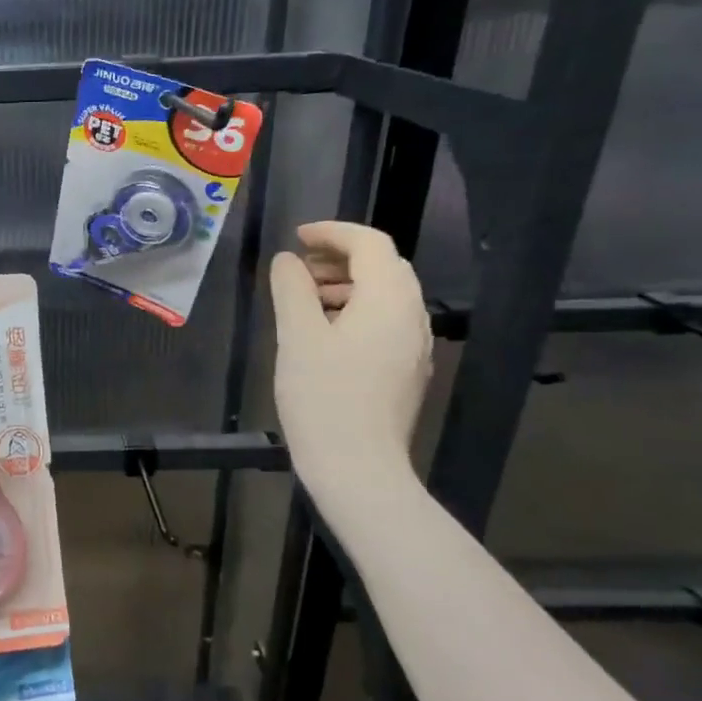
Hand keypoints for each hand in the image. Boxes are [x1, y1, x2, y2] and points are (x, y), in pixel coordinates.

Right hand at [269, 221, 432, 495]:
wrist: (357, 468)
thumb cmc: (323, 397)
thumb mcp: (297, 337)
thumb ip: (292, 290)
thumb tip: (288, 261)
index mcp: (389, 301)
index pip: (371, 244)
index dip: (333, 232)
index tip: (297, 237)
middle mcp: (412, 317)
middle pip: (384, 267)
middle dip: (341, 257)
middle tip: (298, 267)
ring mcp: (413, 347)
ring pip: (385, 296)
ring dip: (347, 285)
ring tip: (305, 299)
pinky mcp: (406, 372)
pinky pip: (385, 323)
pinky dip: (356, 312)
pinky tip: (324, 334)